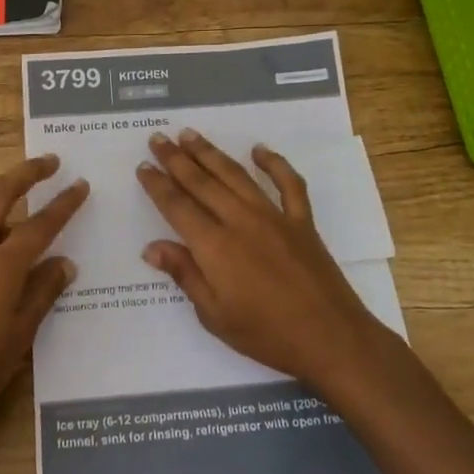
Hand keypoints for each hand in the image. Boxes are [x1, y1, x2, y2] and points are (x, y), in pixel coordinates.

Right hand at [136, 129, 395, 393]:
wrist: (330, 338)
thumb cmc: (266, 334)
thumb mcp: (214, 315)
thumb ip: (185, 274)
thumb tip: (151, 247)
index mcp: (215, 247)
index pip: (178, 207)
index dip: (158, 185)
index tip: (143, 166)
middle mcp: (241, 221)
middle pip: (202, 182)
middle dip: (176, 159)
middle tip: (158, 138)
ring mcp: (274, 217)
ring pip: (236, 175)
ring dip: (211, 153)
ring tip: (190, 135)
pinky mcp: (302, 221)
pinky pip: (288, 184)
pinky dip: (274, 163)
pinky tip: (260, 150)